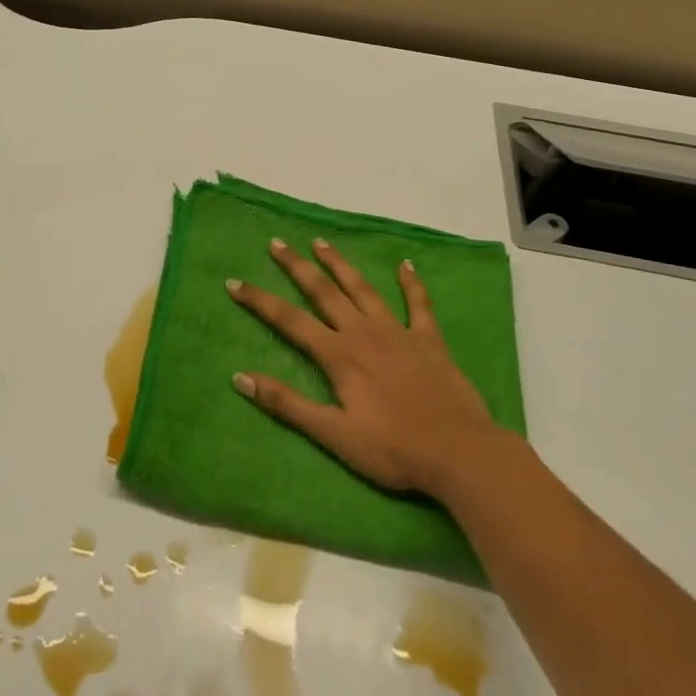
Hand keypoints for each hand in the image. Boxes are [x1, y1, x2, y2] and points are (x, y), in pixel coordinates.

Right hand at [228, 238, 503, 499]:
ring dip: (340, 264)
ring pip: (363, 288)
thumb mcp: (333, 435)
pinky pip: (418, 304)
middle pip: (323, 292)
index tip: (235, 282)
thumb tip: (240, 378)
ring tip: (321, 243)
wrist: (460, 453)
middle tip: (277, 243)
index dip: (260, 301)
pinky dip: (411, 282)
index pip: (289, 320)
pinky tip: (406, 264)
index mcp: (339, 355)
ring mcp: (398, 332)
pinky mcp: (429, 340)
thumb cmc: (393, 449)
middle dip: (297, 266)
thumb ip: (287, 404)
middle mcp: (364, 332)